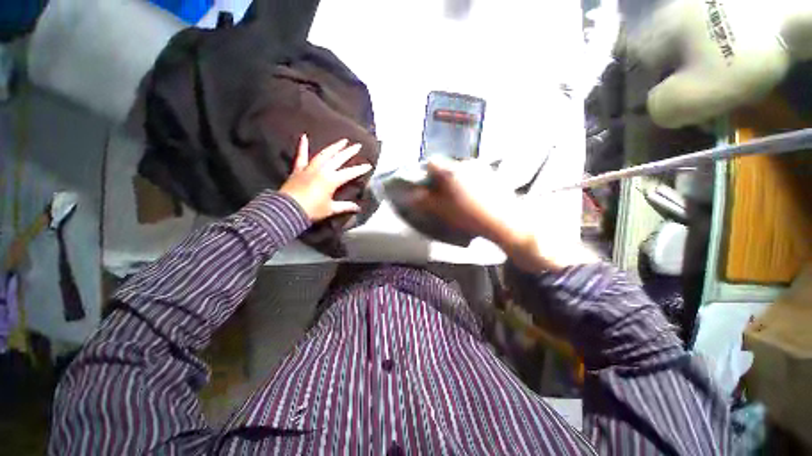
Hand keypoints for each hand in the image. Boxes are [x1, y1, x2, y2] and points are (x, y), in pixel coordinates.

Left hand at [280, 135, 371, 221]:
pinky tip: (304, 137)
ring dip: (334, 147)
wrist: (288, 210)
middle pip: (338, 159)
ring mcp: (310, 168)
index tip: (368, 165)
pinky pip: (301, 156)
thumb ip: (345, 206)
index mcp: (331, 180)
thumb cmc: (312, 210)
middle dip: (349, 152)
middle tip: (357, 146)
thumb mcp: (331, 209)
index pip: (349, 173)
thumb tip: (358, 208)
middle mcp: (322, 170)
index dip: (360, 169)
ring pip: (324, 154)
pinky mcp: (298, 169)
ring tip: (342, 141)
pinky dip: (303, 147)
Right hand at [413, 159, 597, 271]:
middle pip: (448, 166)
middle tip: (444, 196)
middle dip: (442, 179)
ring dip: (456, 180)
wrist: (507, 222)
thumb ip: (425, 202)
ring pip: (461, 170)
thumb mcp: (444, 211)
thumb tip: (412, 195)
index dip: (426, 174)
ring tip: (461, 199)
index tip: (428, 187)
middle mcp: (467, 163)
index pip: (433, 163)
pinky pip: (474, 174)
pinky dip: (470, 182)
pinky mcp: (493, 174)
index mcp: (453, 171)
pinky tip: (475, 197)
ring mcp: (482, 167)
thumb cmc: (471, 217)